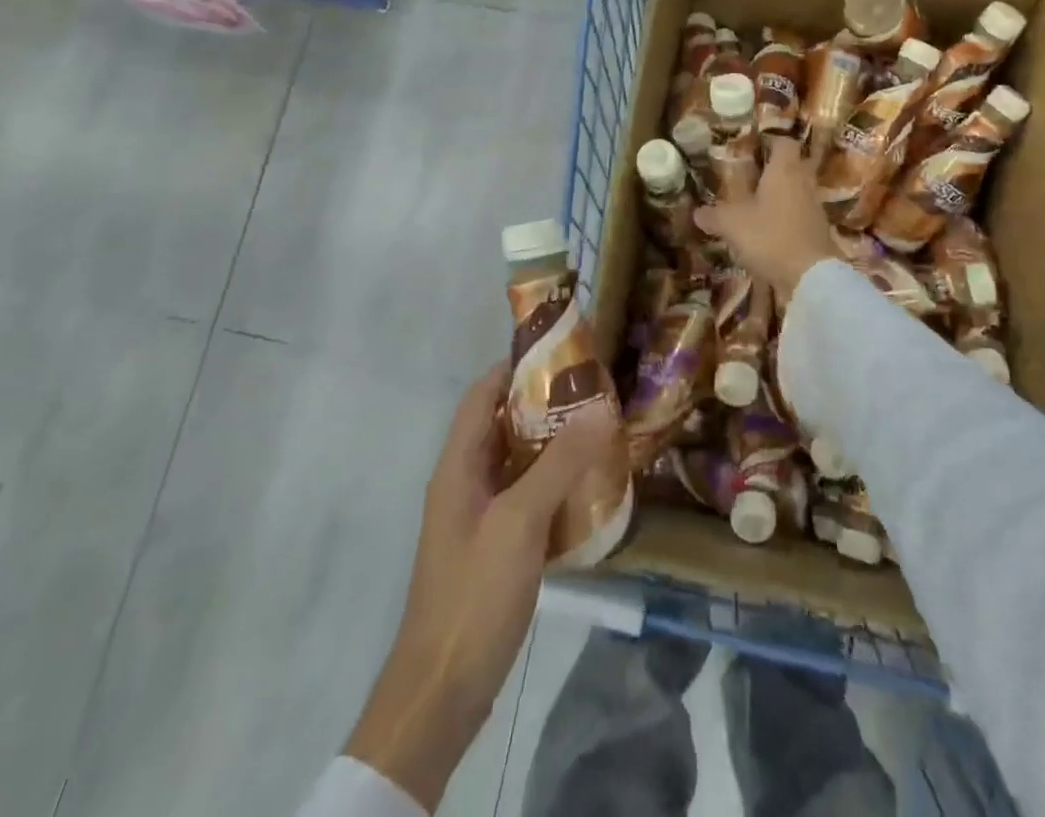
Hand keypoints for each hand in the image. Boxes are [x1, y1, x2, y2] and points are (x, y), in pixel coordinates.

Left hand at [345, 363, 619, 809]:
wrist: (442, 691)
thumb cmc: (475, 592)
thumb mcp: (520, 520)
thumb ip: (560, 462)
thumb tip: (602, 405)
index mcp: (458, 465)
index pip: (483, 394)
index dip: (517, 367)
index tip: (565, 353)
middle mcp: (465, 482)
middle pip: (504, 426)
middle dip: (546, 406)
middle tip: (597, 392)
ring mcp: (479, 517)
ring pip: (518, 464)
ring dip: (554, 446)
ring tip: (602, 432)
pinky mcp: (495, 548)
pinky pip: (526, 499)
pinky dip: (554, 485)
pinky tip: (589, 489)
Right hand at [694, 137, 837, 300]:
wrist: (811, 276)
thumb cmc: (770, 236)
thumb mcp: (732, 224)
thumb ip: (713, 215)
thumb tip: (697, 212)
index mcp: (785, 170)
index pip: (784, 142)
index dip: (769, 142)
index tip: (751, 149)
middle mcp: (803, 183)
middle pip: (791, 166)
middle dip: (772, 171)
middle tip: (748, 179)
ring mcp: (814, 208)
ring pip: (795, 192)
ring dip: (778, 197)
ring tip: (754, 207)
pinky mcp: (817, 232)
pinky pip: (798, 216)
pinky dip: (784, 220)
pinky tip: (766, 233)